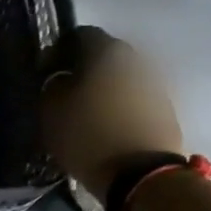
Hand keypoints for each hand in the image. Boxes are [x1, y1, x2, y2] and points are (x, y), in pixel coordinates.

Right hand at [39, 26, 182, 195]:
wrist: (142, 174)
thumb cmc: (89, 136)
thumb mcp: (52, 113)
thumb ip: (52, 87)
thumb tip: (58, 80)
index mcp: (107, 51)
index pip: (78, 36)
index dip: (57, 52)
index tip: (45, 74)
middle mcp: (136, 58)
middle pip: (103, 57)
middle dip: (83, 71)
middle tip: (65, 94)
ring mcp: (155, 83)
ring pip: (120, 79)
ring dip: (103, 91)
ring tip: (86, 115)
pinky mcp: (165, 108)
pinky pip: (133, 100)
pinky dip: (118, 108)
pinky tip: (106, 127)